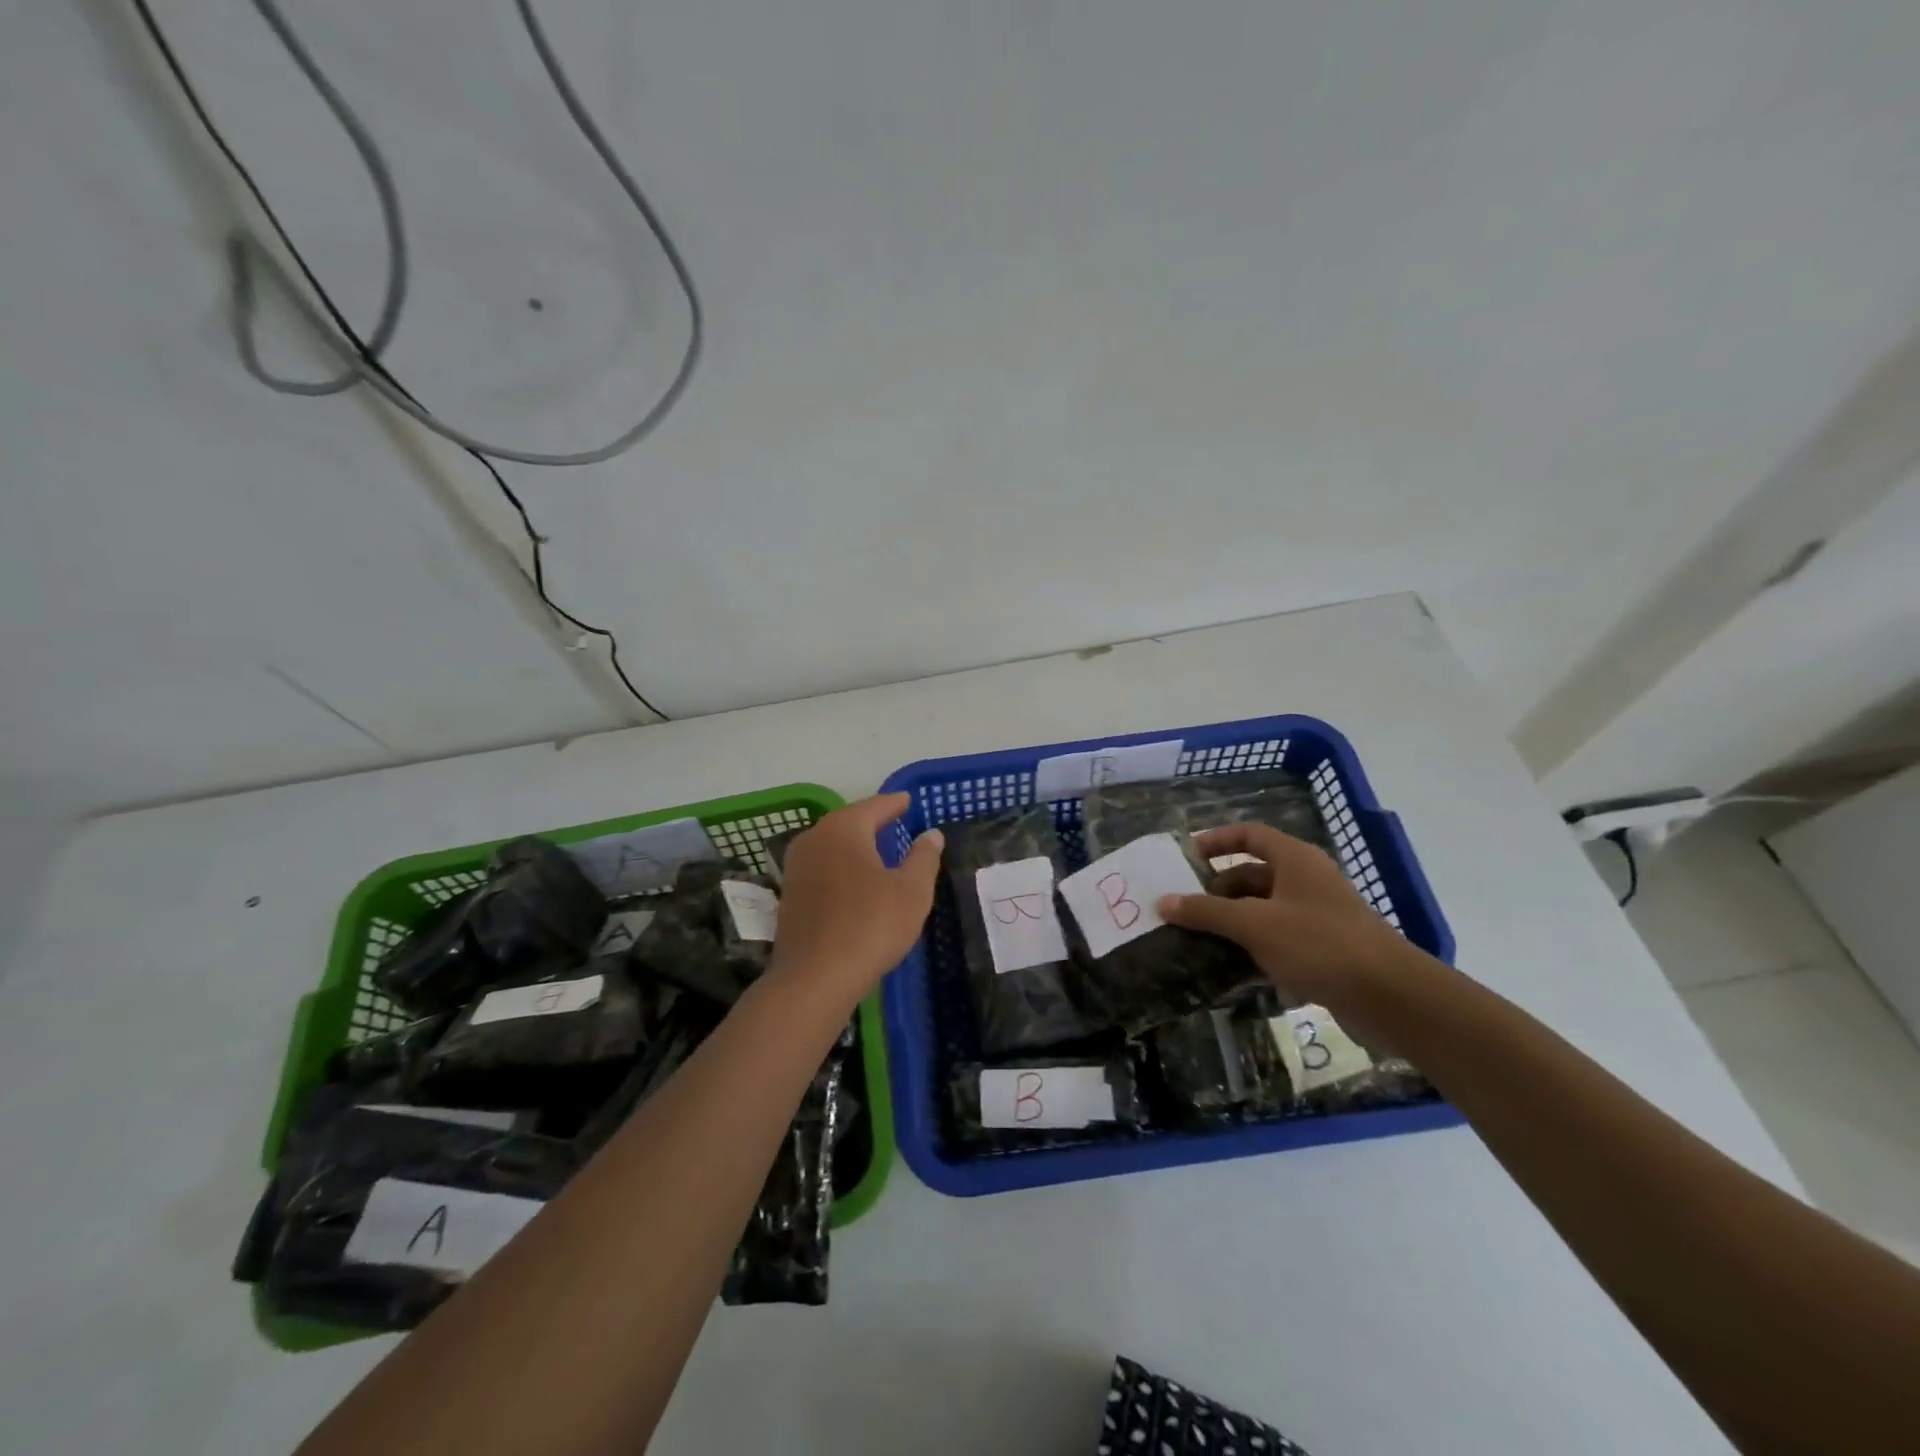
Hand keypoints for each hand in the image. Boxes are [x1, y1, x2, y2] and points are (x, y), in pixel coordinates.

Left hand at [770, 793, 943, 1005]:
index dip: (895, 803)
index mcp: (843, 829)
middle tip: (895, 821)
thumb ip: (923, 857)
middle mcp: (814, 839)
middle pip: (849, 821)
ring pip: (832, 845)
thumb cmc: (870, 926)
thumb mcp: (911, 891)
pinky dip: (841, 866)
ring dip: (855, 844)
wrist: (814, 978)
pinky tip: (855, 881)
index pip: (875, 806)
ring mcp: (796, 867)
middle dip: (873, 821)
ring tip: (878, 850)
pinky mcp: (790, 895)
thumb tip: (931, 834)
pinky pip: (822, 867)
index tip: (909, 800)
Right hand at [1157, 822, 1439, 1038]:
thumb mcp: (1254, 924)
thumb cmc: (1319, 944)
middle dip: (1217, 890)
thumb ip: (1206, 912)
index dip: (1216, 841)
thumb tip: (1163, 902)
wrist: (1390, 997)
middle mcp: (1306, 880)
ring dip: (1233, 923)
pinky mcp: (1324, 950)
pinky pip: (1278, 939)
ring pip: (1264, 910)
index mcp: (1294, 859)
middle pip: (1252, 875)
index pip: (1249, 834)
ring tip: (1197, 940)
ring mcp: (1317, 916)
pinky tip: (1230, 968)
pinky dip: (1254, 948)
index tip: (1185, 859)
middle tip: (1184, 908)